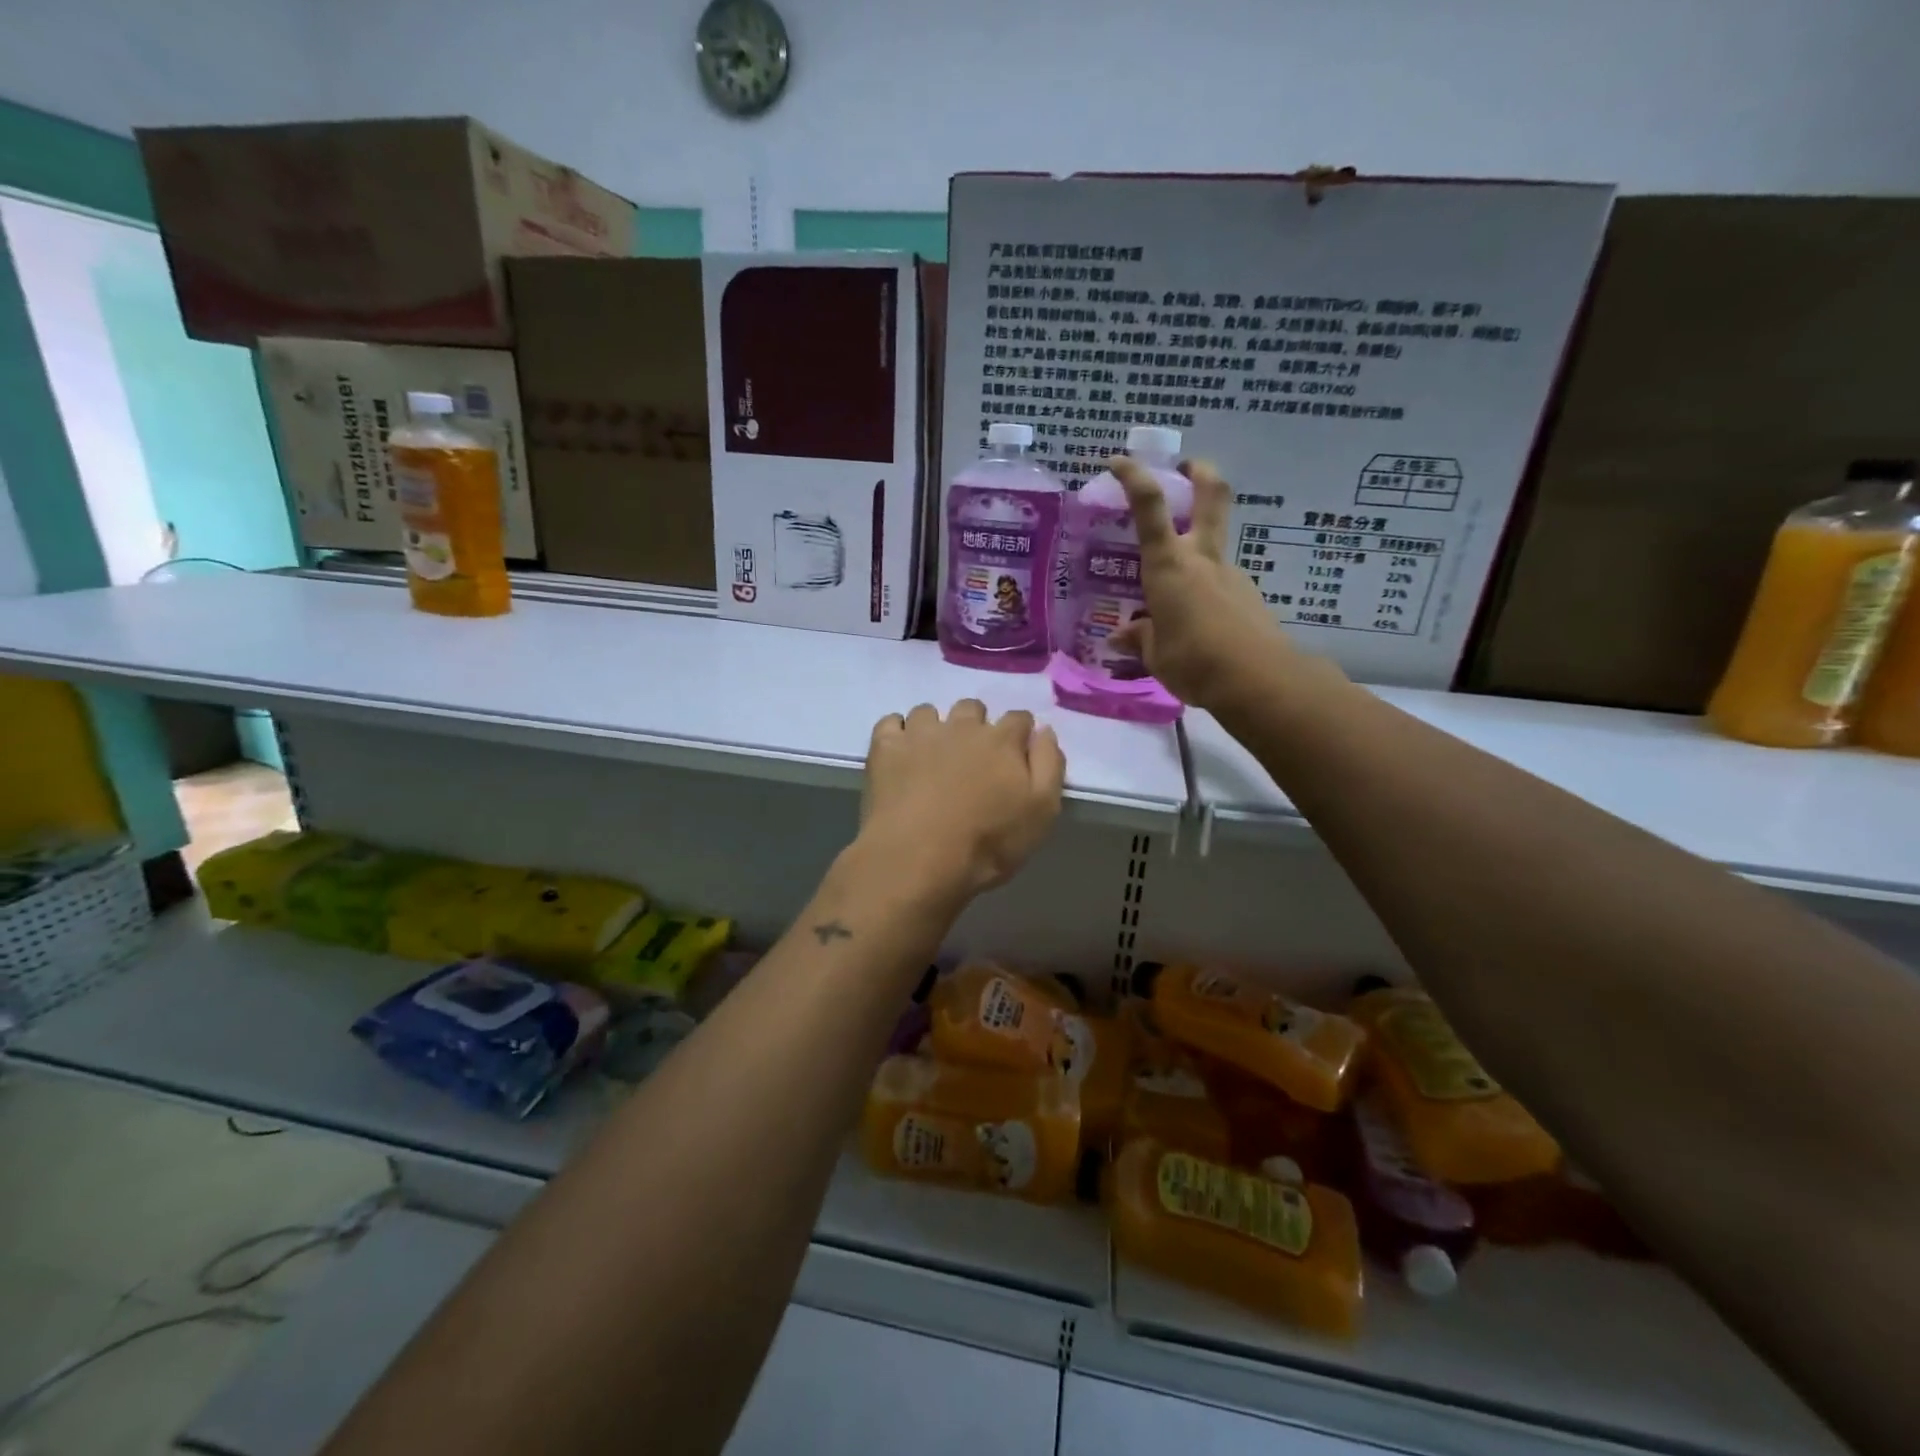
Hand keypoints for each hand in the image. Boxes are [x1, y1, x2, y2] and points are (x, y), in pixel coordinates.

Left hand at [860, 700, 1065, 900]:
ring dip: (935, 728)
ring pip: (929, 712)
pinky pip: (891, 722)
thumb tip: (1044, 731)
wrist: (918, 858)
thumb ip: (1049, 765)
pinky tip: (899, 754)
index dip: (1020, 734)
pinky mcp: (885, 747)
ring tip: (931, 757)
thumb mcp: (1041, 812)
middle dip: (976, 726)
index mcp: (1002, 740)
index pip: (1019, 718)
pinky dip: (896, 733)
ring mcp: (920, 733)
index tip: (1016, 754)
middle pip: (973, 708)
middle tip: (972, 759)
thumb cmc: (988, 842)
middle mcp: (962, 726)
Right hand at [1107, 456, 1314, 712]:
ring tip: (1175, 590)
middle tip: (1189, 466)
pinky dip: (1206, 590)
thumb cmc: (1194, 662)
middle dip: (1201, 473)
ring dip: (1198, 546)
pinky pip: (1220, 583)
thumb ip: (1140, 638)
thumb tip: (1121, 636)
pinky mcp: (1248, 596)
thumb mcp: (1155, 655)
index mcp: (1169, 566)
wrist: (1259, 680)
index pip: (1150, 507)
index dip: (1134, 476)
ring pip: (1215, 544)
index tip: (1118, 460)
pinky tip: (1198, 621)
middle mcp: (1202, 559)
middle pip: (1211, 497)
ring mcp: (1230, 575)